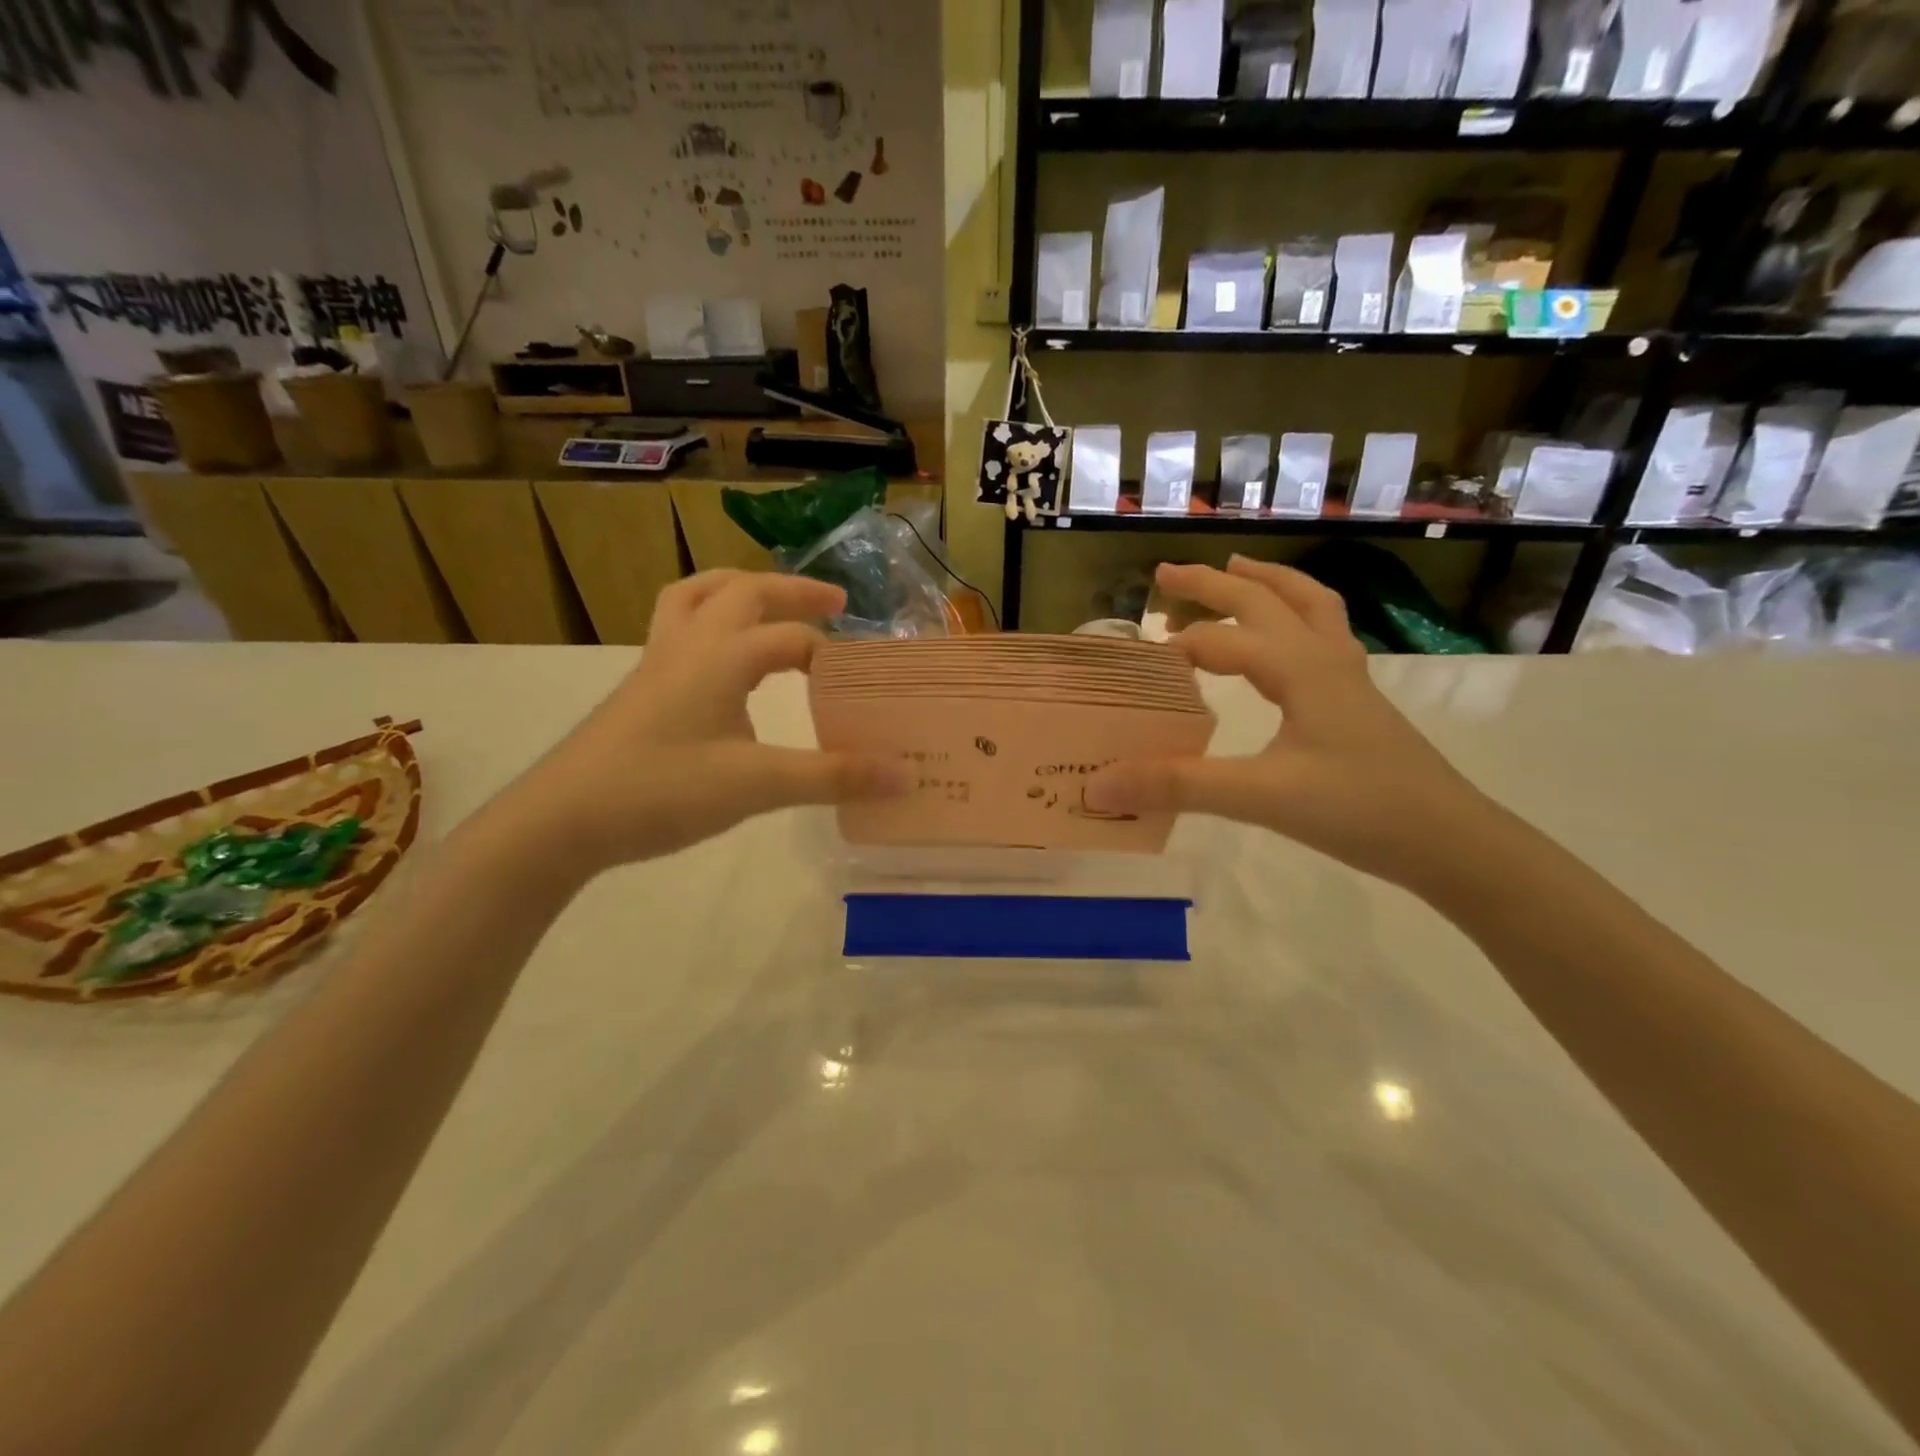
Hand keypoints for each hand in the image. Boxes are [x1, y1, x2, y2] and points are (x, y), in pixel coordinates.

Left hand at [493, 571, 906, 876]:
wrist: (562, 819)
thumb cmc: (662, 790)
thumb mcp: (758, 785)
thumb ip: (833, 777)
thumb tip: (903, 774)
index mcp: (722, 657)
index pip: (792, 638)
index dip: (835, 654)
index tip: (866, 679)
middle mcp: (689, 645)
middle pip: (743, 590)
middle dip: (793, 590)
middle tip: (835, 604)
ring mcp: (657, 662)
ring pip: (696, 596)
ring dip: (740, 589)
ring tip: (771, 603)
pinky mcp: (640, 687)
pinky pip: (677, 626)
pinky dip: (709, 619)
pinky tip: (721, 658)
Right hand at [1089, 558, 1498, 889]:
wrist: (1449, 842)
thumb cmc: (1358, 811)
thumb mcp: (1260, 797)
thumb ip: (1178, 786)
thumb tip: (1098, 784)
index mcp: (1299, 669)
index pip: (1223, 642)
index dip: (1177, 647)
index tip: (1136, 662)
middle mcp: (1324, 658)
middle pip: (1265, 599)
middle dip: (1213, 584)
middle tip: (1166, 576)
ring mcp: (1348, 676)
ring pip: (1307, 605)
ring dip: (1266, 583)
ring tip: (1235, 570)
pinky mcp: (1358, 699)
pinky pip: (1323, 634)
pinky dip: (1295, 615)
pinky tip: (1285, 639)